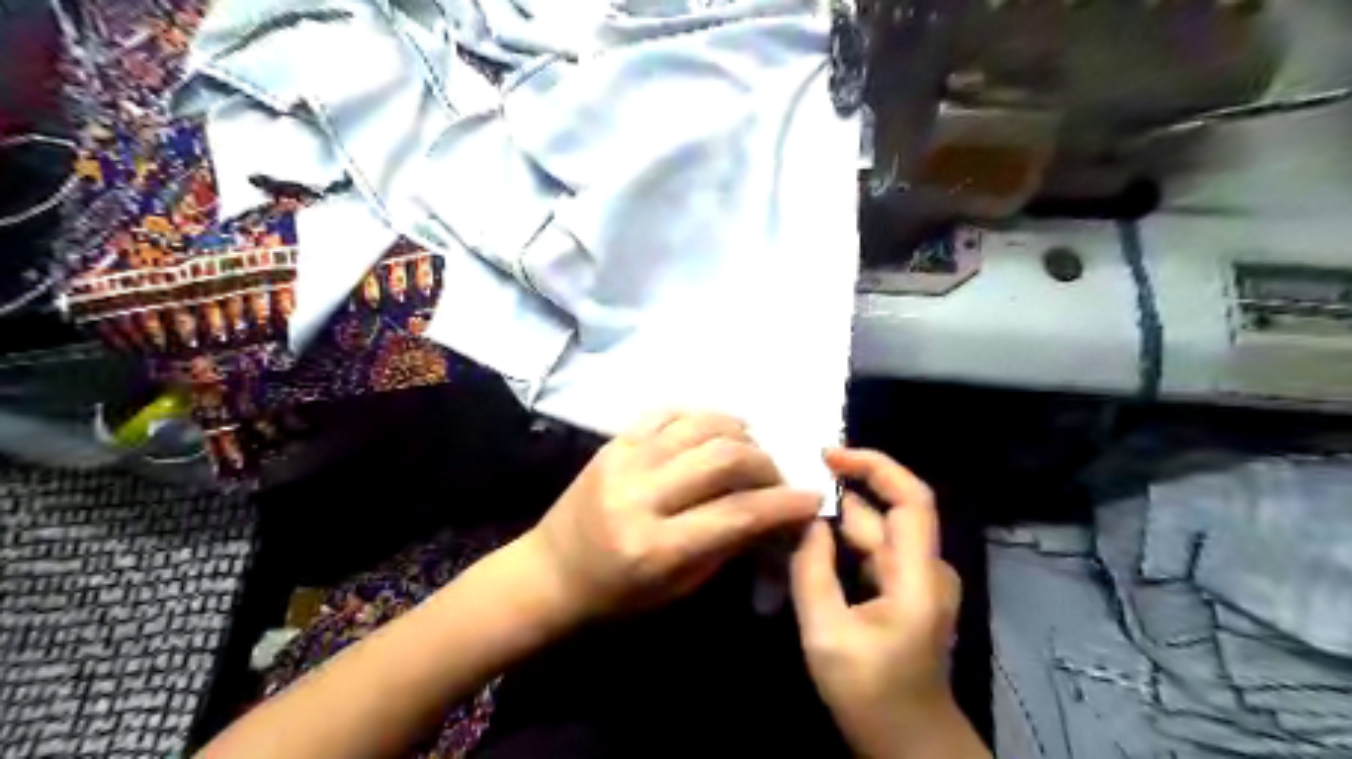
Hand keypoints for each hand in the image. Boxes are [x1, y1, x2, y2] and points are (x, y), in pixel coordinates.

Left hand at [525, 415, 822, 622]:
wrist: (549, 571)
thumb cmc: (616, 595)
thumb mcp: (678, 587)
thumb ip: (728, 545)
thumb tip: (773, 513)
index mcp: (655, 547)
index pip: (735, 513)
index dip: (782, 503)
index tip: (811, 497)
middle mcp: (639, 495)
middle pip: (722, 458)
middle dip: (765, 463)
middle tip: (775, 478)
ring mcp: (623, 460)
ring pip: (700, 425)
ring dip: (739, 434)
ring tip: (750, 452)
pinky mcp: (613, 441)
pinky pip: (668, 412)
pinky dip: (703, 418)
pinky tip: (717, 432)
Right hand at [794, 450, 971, 758]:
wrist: (909, 744)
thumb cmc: (872, 694)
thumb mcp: (828, 634)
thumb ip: (813, 570)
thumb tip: (805, 519)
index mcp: (918, 576)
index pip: (910, 497)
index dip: (874, 466)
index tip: (827, 455)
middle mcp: (925, 568)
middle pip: (882, 513)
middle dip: (837, 495)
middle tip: (786, 486)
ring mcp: (916, 580)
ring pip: (872, 533)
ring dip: (833, 521)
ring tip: (787, 512)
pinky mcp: (903, 591)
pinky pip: (869, 553)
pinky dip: (839, 543)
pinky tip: (805, 543)